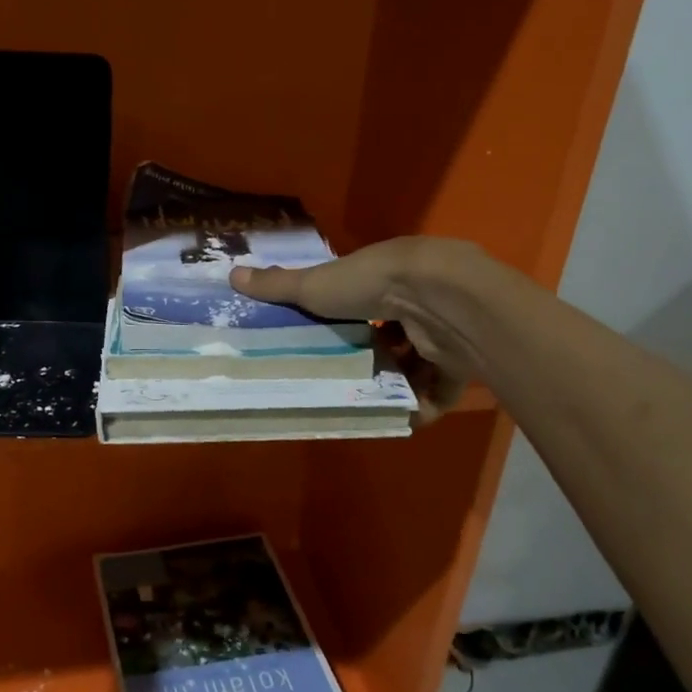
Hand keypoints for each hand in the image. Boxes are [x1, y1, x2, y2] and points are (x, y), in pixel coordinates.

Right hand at [231, 237, 481, 422]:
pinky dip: (423, 405)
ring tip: (371, 403)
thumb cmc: (371, 286)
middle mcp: (418, 302)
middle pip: (395, 335)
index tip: (332, 340)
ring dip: (398, 384)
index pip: (369, 301)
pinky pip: (442, 389)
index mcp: (387, 278)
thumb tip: (231, 274)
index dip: (353, 320)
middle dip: (375, 357)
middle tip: (349, 379)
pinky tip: (401, 417)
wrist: (438, 299)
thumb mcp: (314, 286)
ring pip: (419, 363)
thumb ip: (278, 286)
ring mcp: (441, 332)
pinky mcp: (460, 361)